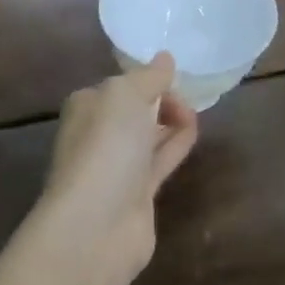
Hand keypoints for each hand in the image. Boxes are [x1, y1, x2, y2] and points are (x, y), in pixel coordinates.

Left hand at [35, 54, 198, 284]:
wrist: (95, 226)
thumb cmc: (105, 147)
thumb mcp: (126, 94)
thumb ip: (149, 76)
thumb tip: (165, 59)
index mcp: (87, 106)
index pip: (120, 84)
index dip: (147, 77)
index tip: (174, 74)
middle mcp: (98, 135)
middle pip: (135, 109)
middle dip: (161, 99)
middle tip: (188, 95)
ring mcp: (117, 167)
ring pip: (149, 135)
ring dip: (172, 120)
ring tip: (196, 110)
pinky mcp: (137, 195)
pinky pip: (160, 159)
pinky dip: (177, 143)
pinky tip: (195, 130)